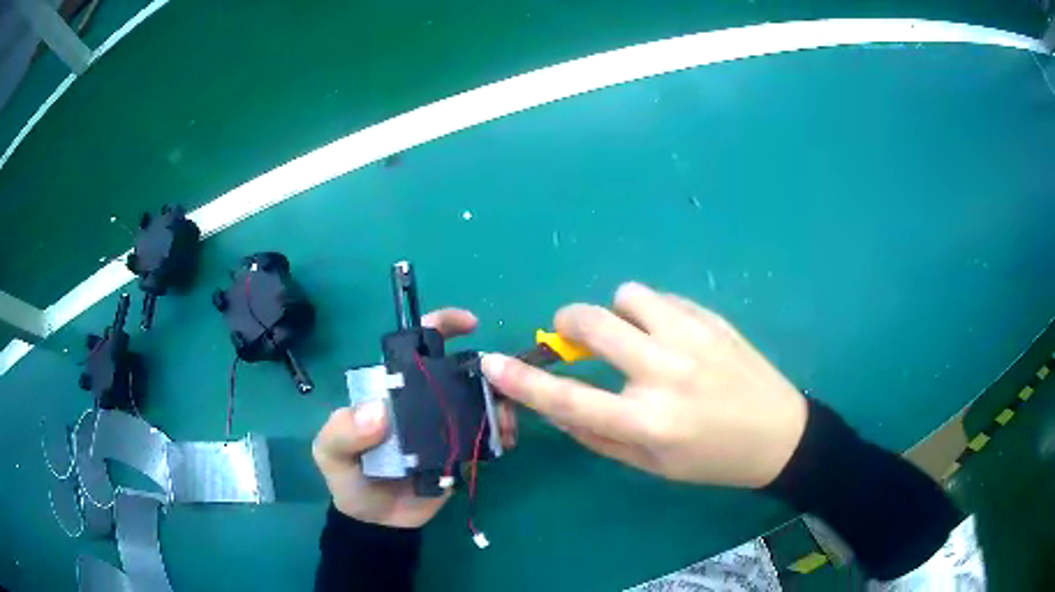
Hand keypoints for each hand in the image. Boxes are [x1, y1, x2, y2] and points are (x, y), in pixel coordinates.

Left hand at [312, 308, 517, 527]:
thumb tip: (379, 411)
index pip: (415, 348)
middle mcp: (420, 401)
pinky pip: (485, 435)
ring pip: (477, 401)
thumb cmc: (349, 480)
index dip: (441, 327)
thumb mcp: (331, 454)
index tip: (470, 325)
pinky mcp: (460, 451)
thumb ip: (343, 432)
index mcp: (390, 390)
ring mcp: (443, 426)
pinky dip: (500, 432)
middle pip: (457, 372)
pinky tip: (507, 441)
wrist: (377, 523)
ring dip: (498, 404)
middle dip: (486, 371)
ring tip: (505, 423)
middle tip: (500, 387)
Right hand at [481, 283, 806, 488]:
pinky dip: (651, 312)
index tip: (491, 362)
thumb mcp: (650, 464)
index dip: (522, 381)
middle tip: (571, 334)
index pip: (569, 398)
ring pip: (629, 295)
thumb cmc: (711, 460)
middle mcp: (666, 373)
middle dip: (567, 322)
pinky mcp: (712, 319)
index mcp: (648, 420)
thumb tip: (556, 407)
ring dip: (617, 312)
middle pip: (593, 323)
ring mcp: (692, 338)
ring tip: (632, 334)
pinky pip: (663, 297)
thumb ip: (598, 435)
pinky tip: (668, 334)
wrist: (778, 434)